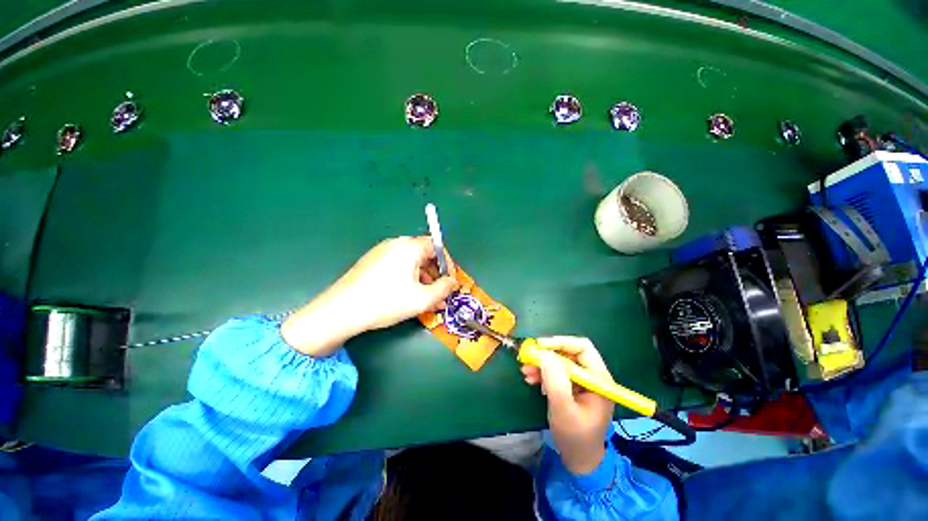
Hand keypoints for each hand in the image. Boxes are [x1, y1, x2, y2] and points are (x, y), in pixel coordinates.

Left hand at [282, 237, 458, 356]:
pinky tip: (407, 295)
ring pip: (411, 261)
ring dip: (423, 278)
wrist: (340, 311)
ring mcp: (382, 251)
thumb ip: (444, 289)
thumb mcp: (422, 299)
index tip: (450, 282)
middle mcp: (396, 244)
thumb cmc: (385, 302)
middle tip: (439, 293)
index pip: (437, 247)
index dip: (448, 264)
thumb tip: (453, 282)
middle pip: (424, 254)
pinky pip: (398, 265)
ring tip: (425, 299)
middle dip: (436, 274)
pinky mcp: (372, 261)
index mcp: (409, 247)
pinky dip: (408, 278)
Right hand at [521, 337, 614, 474]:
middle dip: (547, 354)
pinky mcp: (573, 386)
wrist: (579, 460)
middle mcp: (593, 376)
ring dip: (542, 363)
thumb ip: (556, 383)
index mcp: (600, 380)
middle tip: (528, 358)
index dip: (560, 342)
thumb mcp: (564, 411)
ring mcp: (583, 381)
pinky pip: (557, 371)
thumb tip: (545, 354)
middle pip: (570, 352)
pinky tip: (531, 379)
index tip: (539, 346)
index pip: (583, 348)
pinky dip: (543, 372)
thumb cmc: (575, 438)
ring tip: (526, 372)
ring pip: (561, 360)